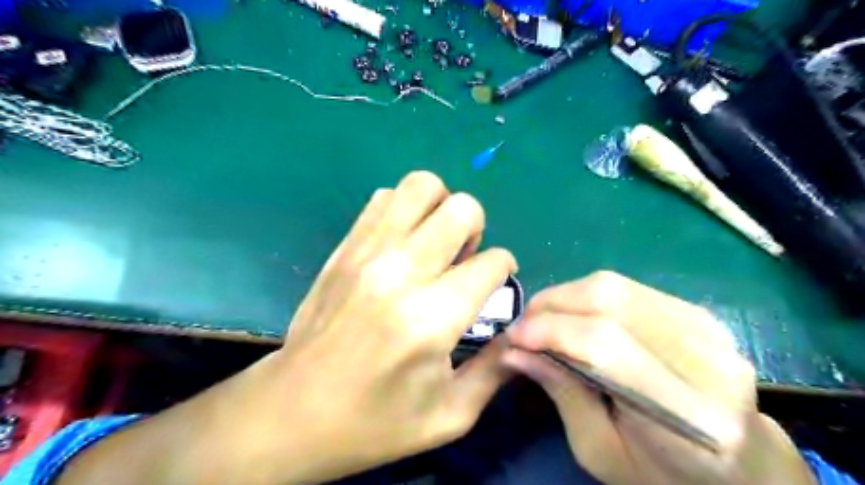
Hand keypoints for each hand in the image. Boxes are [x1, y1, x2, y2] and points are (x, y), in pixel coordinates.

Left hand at [63, 172, 518, 484]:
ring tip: (434, 243)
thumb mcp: (449, 416)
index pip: (492, 262)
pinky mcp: (344, 247)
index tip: (494, 287)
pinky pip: (384, 198)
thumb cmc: (374, 423)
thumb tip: (523, 333)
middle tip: (463, 259)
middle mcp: (401, 272)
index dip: (504, 270)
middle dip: (477, 229)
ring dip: (440, 208)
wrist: (291, 411)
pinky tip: (403, 243)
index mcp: (432, 318)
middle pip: (461, 209)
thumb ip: (497, 370)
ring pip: (421, 186)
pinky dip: (404, 210)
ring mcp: (367, 253)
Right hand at [504, 273, 815, 483]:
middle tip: (523, 325)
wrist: (738, 463)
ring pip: (617, 287)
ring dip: (566, 296)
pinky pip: (628, 288)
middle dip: (552, 305)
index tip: (513, 337)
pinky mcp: (700, 312)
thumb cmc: (663, 472)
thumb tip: (513, 352)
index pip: (604, 346)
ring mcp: (710, 329)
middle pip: (610, 303)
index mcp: (689, 415)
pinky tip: (574, 313)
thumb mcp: (599, 450)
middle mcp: (707, 360)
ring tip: (543, 317)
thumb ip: (561, 393)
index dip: (550, 332)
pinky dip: (588, 294)